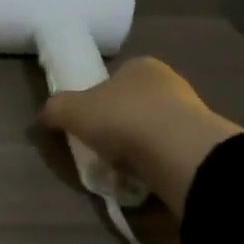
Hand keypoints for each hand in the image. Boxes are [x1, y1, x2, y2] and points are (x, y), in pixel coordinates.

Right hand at [40, 57, 243, 217]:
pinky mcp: (200, 143)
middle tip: (99, 148)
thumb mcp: (72, 110)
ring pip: (151, 129)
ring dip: (135, 146)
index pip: (114, 79)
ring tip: (119, 168)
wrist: (177, 150)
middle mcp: (169, 82)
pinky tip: (142, 177)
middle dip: (117, 125)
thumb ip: (55, 109)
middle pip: (133, 104)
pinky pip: (166, 152)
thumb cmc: (122, 118)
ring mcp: (190, 112)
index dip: (97, 100)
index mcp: (140, 66)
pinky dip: (152, 163)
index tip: (86, 123)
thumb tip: (43, 116)